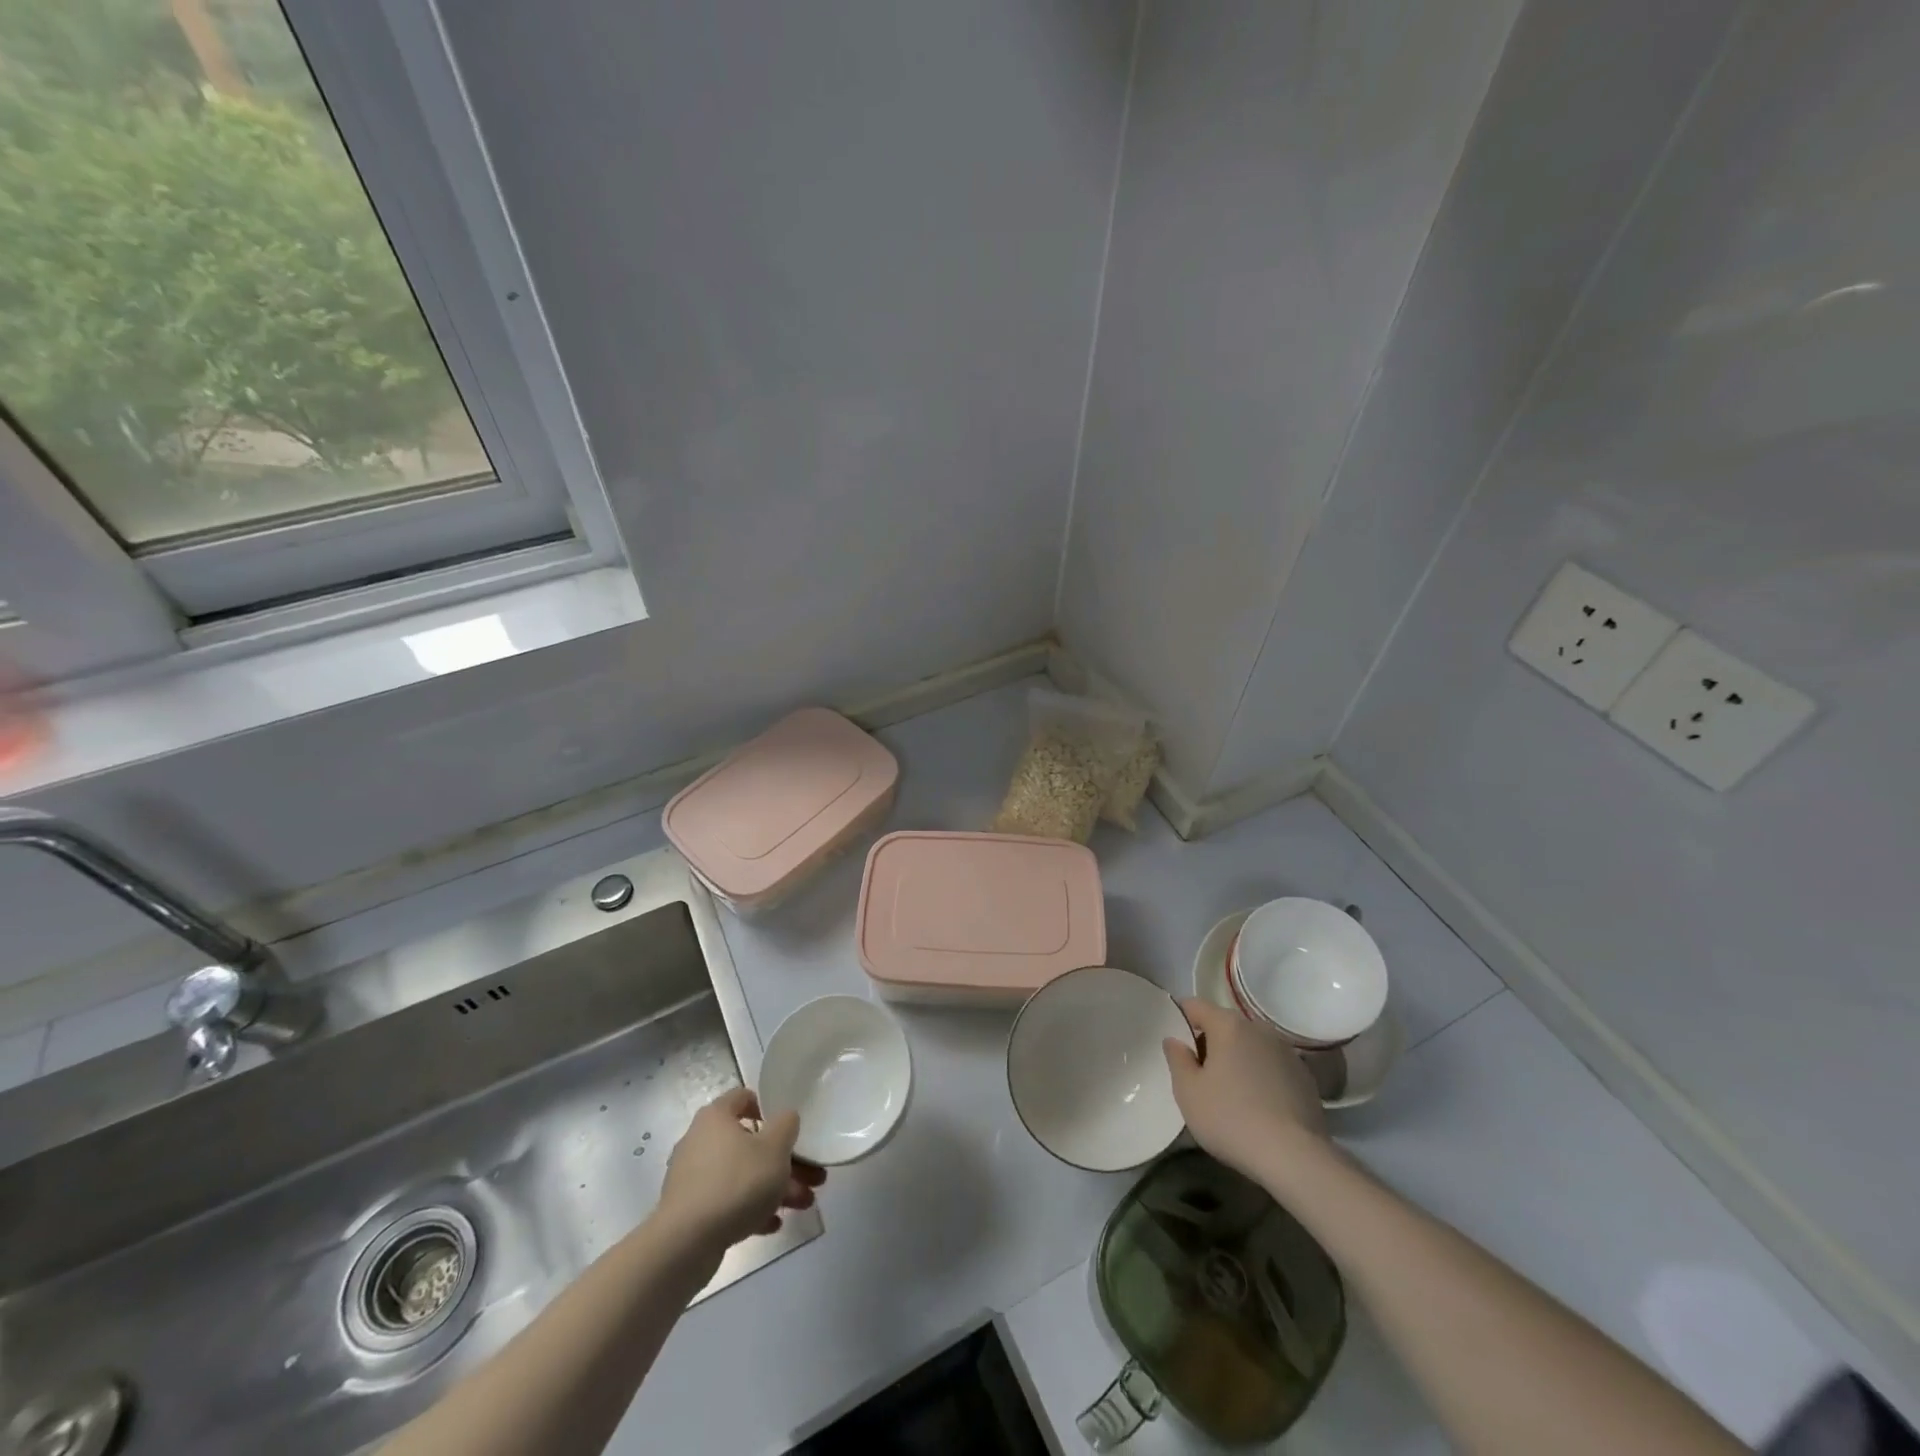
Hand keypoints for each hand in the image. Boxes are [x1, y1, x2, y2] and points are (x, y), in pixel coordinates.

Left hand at [659, 1087, 825, 1251]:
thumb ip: (786, 1125)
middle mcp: (700, 1140)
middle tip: (811, 1177)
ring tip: (803, 1204)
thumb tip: (785, 1119)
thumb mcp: (775, 1148)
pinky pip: (726, 1200)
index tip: (788, 1128)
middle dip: (784, 1160)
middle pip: (749, 1142)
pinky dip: (750, 1207)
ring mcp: (693, 1177)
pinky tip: (772, 1224)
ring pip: (741, 1174)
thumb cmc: (736, 1183)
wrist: (685, 1244)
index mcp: (716, 1117)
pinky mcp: (690, 1210)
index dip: (768, 1108)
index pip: (743, 1097)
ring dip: (773, 1187)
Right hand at [1163, 997, 1328, 1182]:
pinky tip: (1259, 1106)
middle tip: (1201, 1076)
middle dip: (1210, 1043)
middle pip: (1225, 1025)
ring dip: (1238, 1059)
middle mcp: (1259, 1029)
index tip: (1177, 1045)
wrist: (1294, 1157)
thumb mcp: (1188, 1092)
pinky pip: (1272, 1066)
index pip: (1195, 1005)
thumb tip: (1175, 1041)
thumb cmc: (1231, 1119)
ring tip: (1232, 1093)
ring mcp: (1287, 1052)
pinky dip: (1261, 1076)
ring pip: (1251, 1046)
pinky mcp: (1305, 1077)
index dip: (1181, 1019)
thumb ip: (1177, 1059)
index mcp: (1228, 1025)